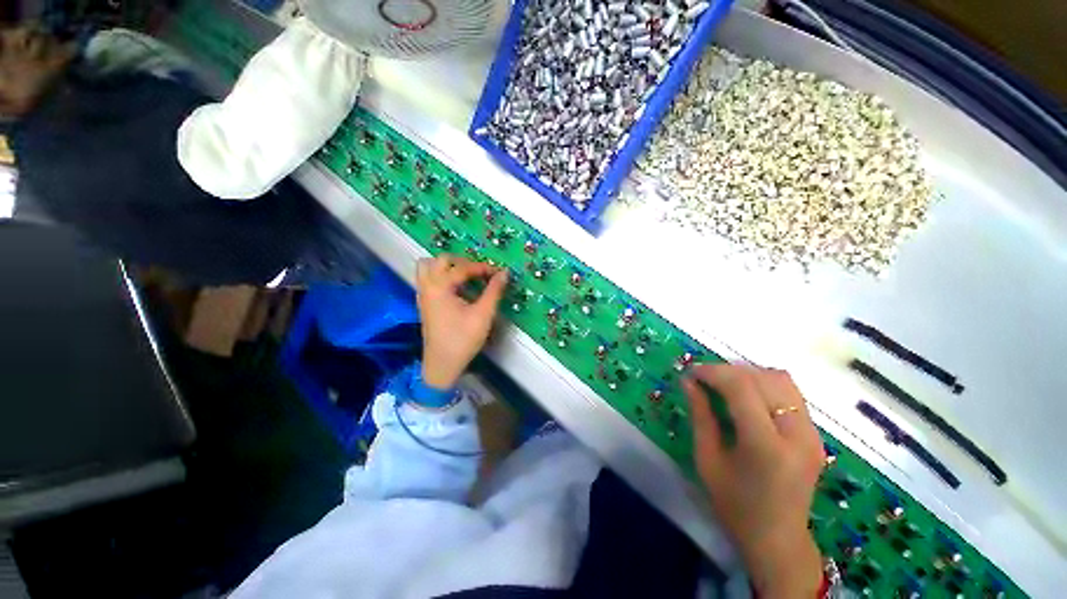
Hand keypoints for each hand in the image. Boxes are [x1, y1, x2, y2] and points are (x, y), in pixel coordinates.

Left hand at [416, 255, 507, 389]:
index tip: (498, 273)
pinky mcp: (424, 304)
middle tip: (480, 273)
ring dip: (448, 267)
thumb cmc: (463, 339)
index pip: (463, 268)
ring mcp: (423, 295)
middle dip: (463, 262)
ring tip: (466, 277)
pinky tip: (456, 289)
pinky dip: (441, 276)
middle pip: (441, 260)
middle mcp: (428, 286)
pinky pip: (428, 280)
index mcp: (440, 287)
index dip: (483, 268)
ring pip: (429, 268)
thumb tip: (504, 273)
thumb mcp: (483, 314)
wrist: (442, 365)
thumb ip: (494, 291)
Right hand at [683, 364, 824, 598]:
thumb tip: (688, 381)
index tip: (691, 372)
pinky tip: (746, 397)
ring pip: (781, 380)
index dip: (713, 372)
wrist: (778, 540)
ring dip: (748, 374)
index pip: (742, 388)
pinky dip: (764, 385)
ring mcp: (812, 434)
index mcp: (766, 446)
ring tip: (724, 385)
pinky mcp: (816, 435)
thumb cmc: (735, 505)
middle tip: (704, 379)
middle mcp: (797, 435)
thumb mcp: (707, 459)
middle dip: (728, 371)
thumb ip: (700, 415)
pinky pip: (790, 393)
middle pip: (763, 378)